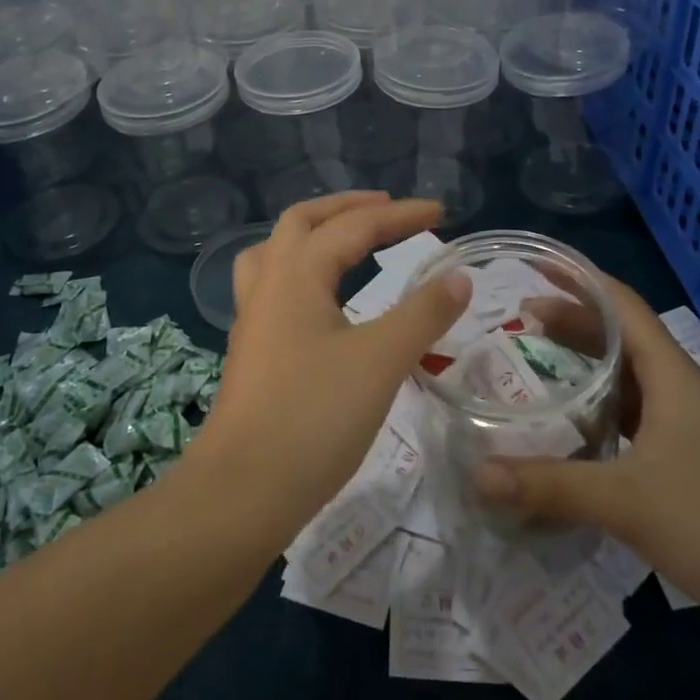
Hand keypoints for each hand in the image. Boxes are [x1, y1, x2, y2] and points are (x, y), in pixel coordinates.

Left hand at [188, 193, 468, 540]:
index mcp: (297, 272)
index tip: (441, 211)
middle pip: (303, 221)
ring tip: (346, 239)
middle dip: (347, 207)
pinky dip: (302, 269)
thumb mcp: (380, 361)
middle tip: (387, 210)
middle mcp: (269, 282)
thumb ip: (423, 314)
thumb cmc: (313, 417)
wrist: (241, 492)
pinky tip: (320, 298)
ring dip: (314, 233)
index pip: (355, 225)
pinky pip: (273, 284)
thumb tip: (458, 276)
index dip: (400, 214)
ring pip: (278, 250)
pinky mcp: (252, 349)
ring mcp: (253, 317)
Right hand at [472, 272, 699, 629]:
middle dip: (572, 320)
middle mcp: (679, 387)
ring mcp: (688, 423)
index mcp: (671, 374)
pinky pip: (636, 410)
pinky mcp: (690, 456)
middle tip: (519, 318)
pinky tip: (576, 423)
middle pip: (621, 334)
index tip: (536, 266)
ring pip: (629, 374)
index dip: (579, 279)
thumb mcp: (626, 501)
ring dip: (586, 361)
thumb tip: (478, 475)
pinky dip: (602, 402)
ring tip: (538, 360)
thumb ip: (551, 486)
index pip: (620, 303)